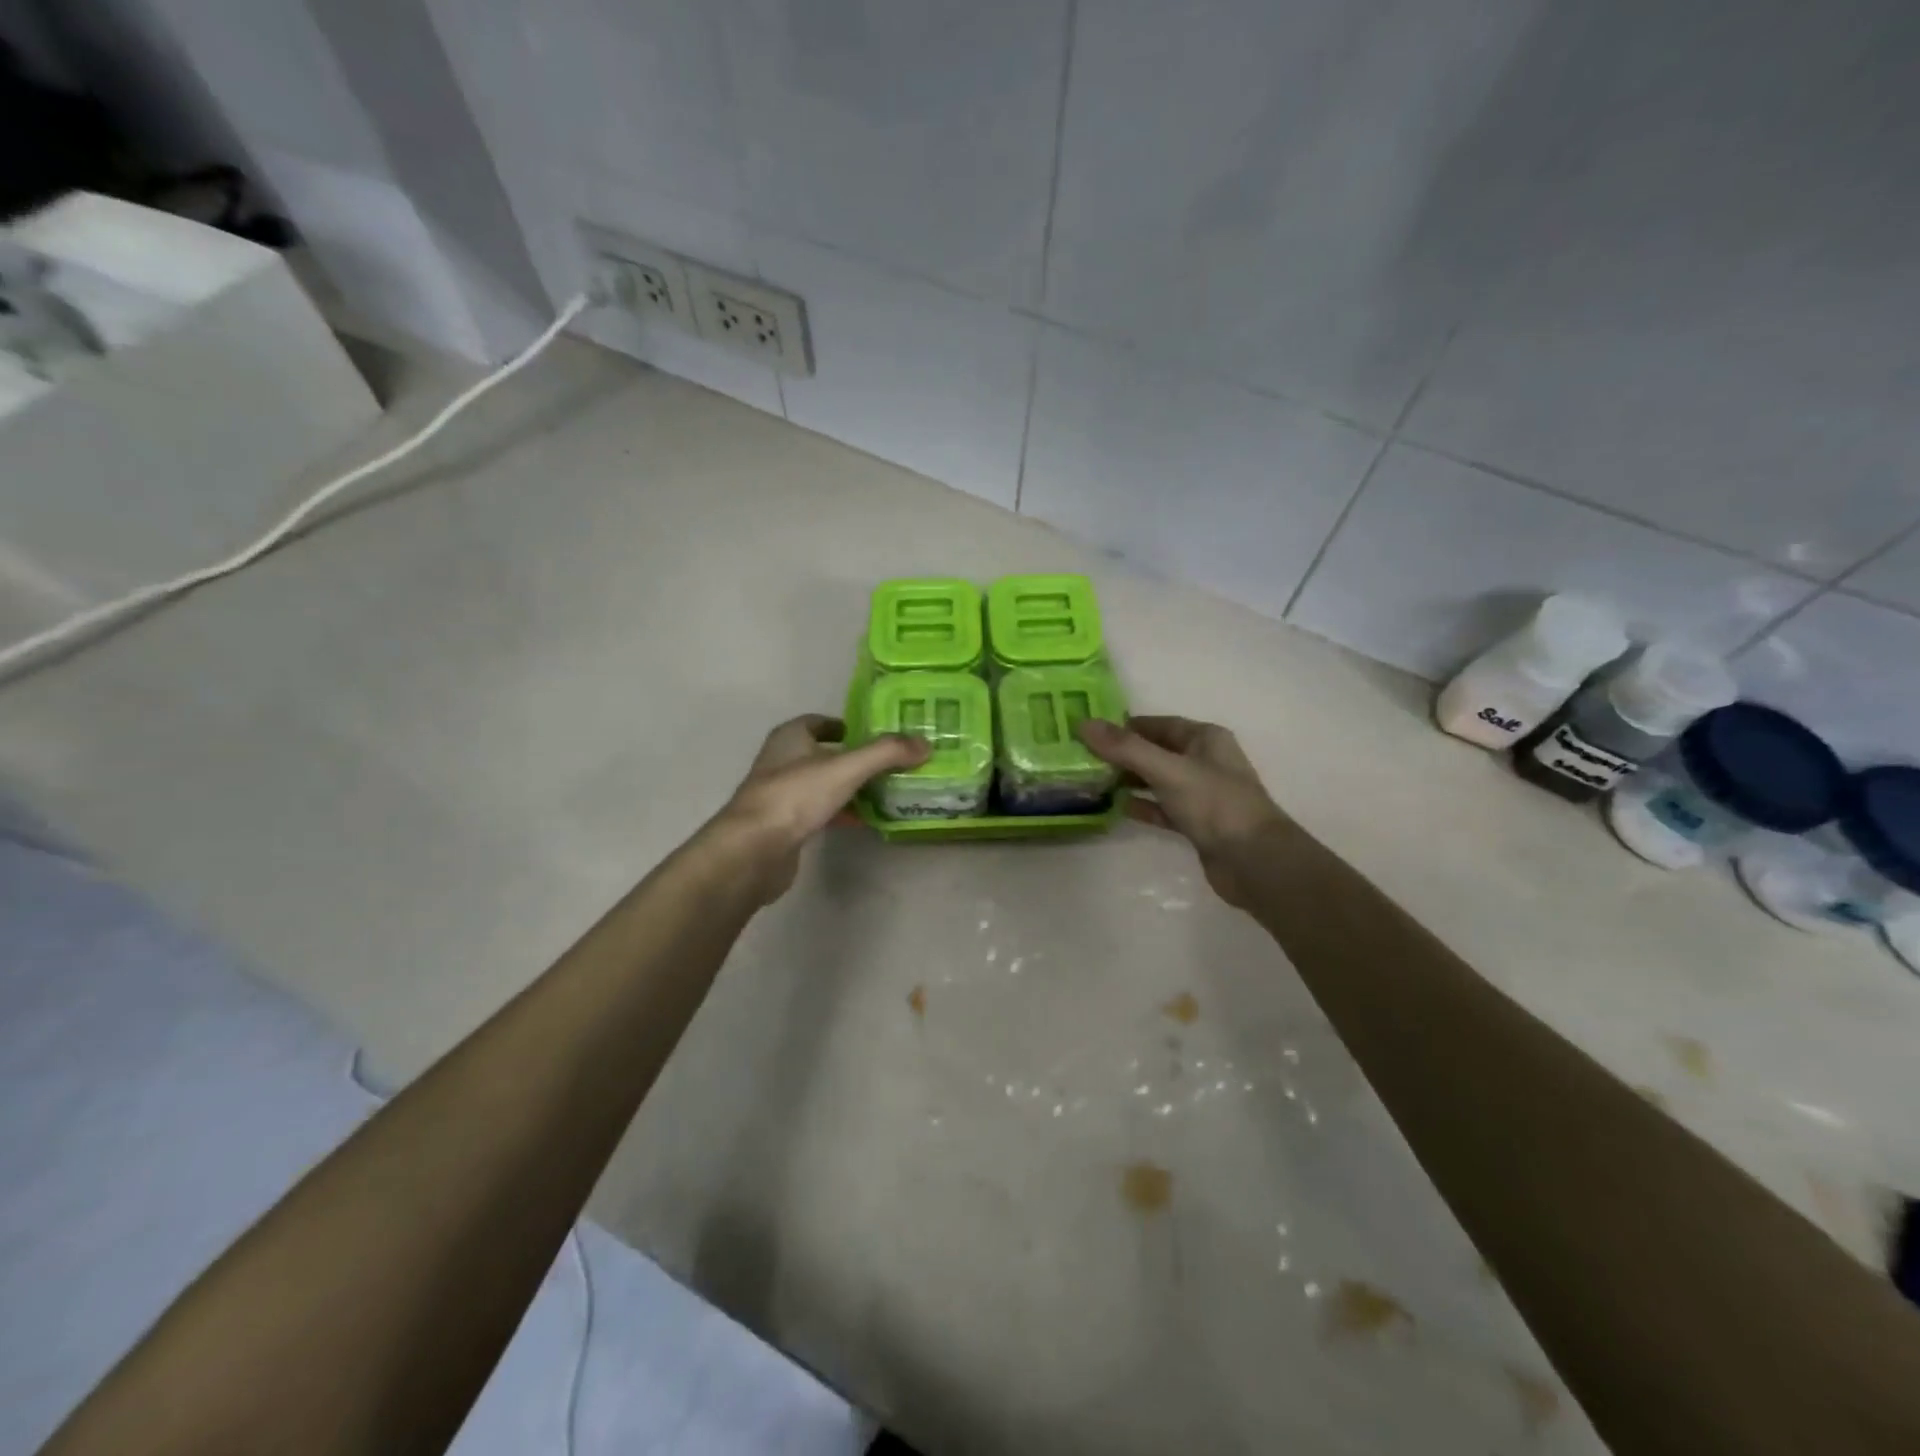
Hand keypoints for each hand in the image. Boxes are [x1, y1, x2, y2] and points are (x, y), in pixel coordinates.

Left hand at [708, 715, 928, 904]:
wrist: (754, 850)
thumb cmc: (795, 796)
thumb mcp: (846, 768)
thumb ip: (886, 753)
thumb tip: (925, 744)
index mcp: (790, 738)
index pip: (819, 722)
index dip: (846, 726)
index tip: (875, 735)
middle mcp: (782, 762)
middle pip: (824, 754)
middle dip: (855, 759)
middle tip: (891, 764)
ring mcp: (782, 796)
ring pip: (824, 785)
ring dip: (850, 787)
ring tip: (887, 791)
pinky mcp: (785, 826)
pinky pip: (820, 812)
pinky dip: (842, 813)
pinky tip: (865, 820)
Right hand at [1078, 716, 1290, 911]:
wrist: (1254, 862)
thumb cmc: (1215, 804)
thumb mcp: (1168, 770)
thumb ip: (1126, 748)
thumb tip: (1084, 724)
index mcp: (1205, 739)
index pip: (1158, 724)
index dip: (1125, 726)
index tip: (1090, 731)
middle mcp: (1204, 761)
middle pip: (1155, 752)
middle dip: (1122, 755)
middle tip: (1083, 758)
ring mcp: (1201, 794)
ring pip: (1157, 781)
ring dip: (1128, 781)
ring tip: (1092, 782)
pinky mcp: (1196, 823)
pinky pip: (1162, 808)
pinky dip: (1141, 807)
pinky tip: (1116, 808)